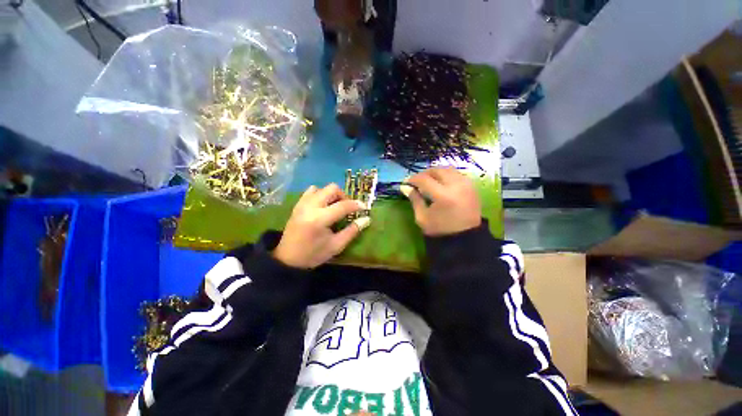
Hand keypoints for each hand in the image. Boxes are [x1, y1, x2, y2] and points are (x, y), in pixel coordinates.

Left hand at [274, 184, 370, 268]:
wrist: (288, 259)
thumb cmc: (313, 254)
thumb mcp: (336, 246)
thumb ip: (352, 231)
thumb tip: (366, 219)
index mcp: (320, 219)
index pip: (343, 205)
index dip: (356, 205)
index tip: (364, 207)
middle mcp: (310, 207)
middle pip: (332, 189)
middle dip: (344, 196)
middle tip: (348, 208)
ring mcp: (302, 204)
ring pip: (322, 188)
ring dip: (332, 195)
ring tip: (335, 207)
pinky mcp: (298, 205)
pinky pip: (311, 191)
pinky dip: (321, 194)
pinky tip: (323, 206)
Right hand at [403, 168, 481, 235]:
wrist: (465, 238)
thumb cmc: (440, 230)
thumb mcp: (422, 217)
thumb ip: (414, 199)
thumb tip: (405, 187)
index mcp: (443, 196)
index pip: (424, 179)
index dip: (413, 179)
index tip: (406, 182)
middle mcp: (456, 186)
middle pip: (437, 170)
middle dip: (425, 173)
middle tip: (417, 181)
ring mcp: (467, 185)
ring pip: (448, 169)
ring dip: (436, 173)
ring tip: (429, 181)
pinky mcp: (472, 187)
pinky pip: (457, 174)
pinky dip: (447, 175)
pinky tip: (441, 184)